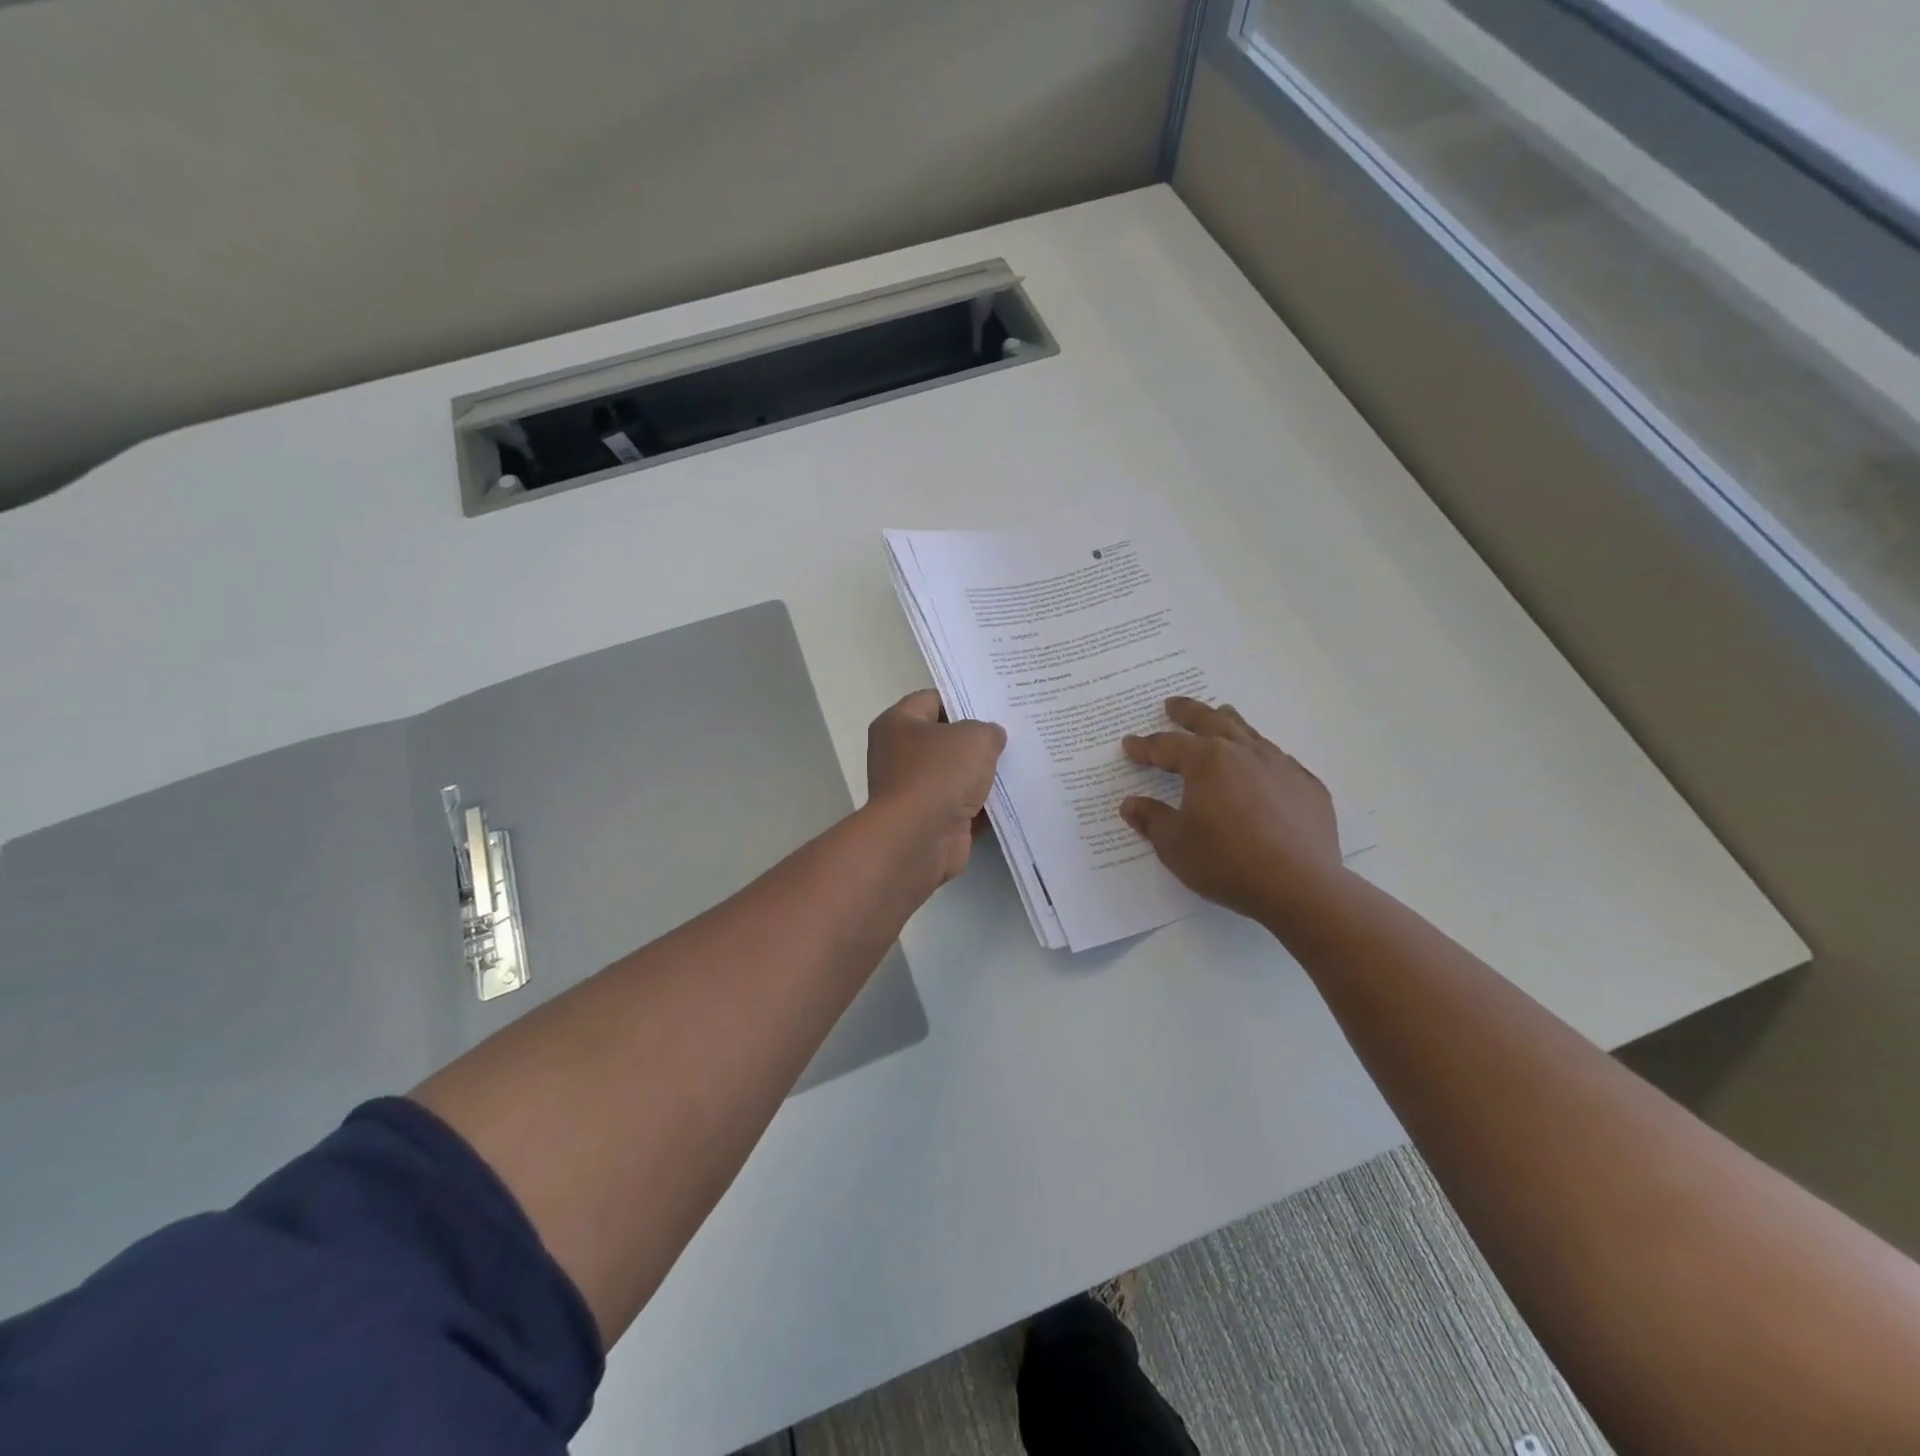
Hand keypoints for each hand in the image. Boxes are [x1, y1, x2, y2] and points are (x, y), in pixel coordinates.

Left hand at [866, 689, 1007, 889]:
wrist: (918, 839)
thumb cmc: (938, 774)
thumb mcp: (974, 737)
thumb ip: (988, 730)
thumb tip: (991, 737)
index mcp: (898, 724)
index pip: (932, 699)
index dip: (964, 699)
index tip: (996, 704)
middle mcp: (899, 755)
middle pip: (944, 739)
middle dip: (977, 739)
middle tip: (1014, 733)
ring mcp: (913, 791)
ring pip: (955, 775)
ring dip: (982, 774)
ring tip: (1020, 763)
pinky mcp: (929, 821)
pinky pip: (962, 806)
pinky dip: (983, 805)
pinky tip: (1014, 797)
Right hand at [1120, 697, 1341, 925]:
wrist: (1299, 886)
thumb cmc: (1226, 862)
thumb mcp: (1175, 845)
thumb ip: (1152, 819)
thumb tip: (1131, 804)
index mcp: (1206, 761)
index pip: (1167, 746)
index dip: (1145, 747)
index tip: (1129, 744)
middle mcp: (1244, 752)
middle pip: (1211, 721)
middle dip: (1187, 712)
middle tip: (1172, 705)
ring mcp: (1280, 766)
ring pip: (1249, 733)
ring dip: (1228, 722)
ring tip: (1220, 714)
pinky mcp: (1307, 786)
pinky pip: (1279, 761)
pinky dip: (1261, 757)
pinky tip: (1261, 768)